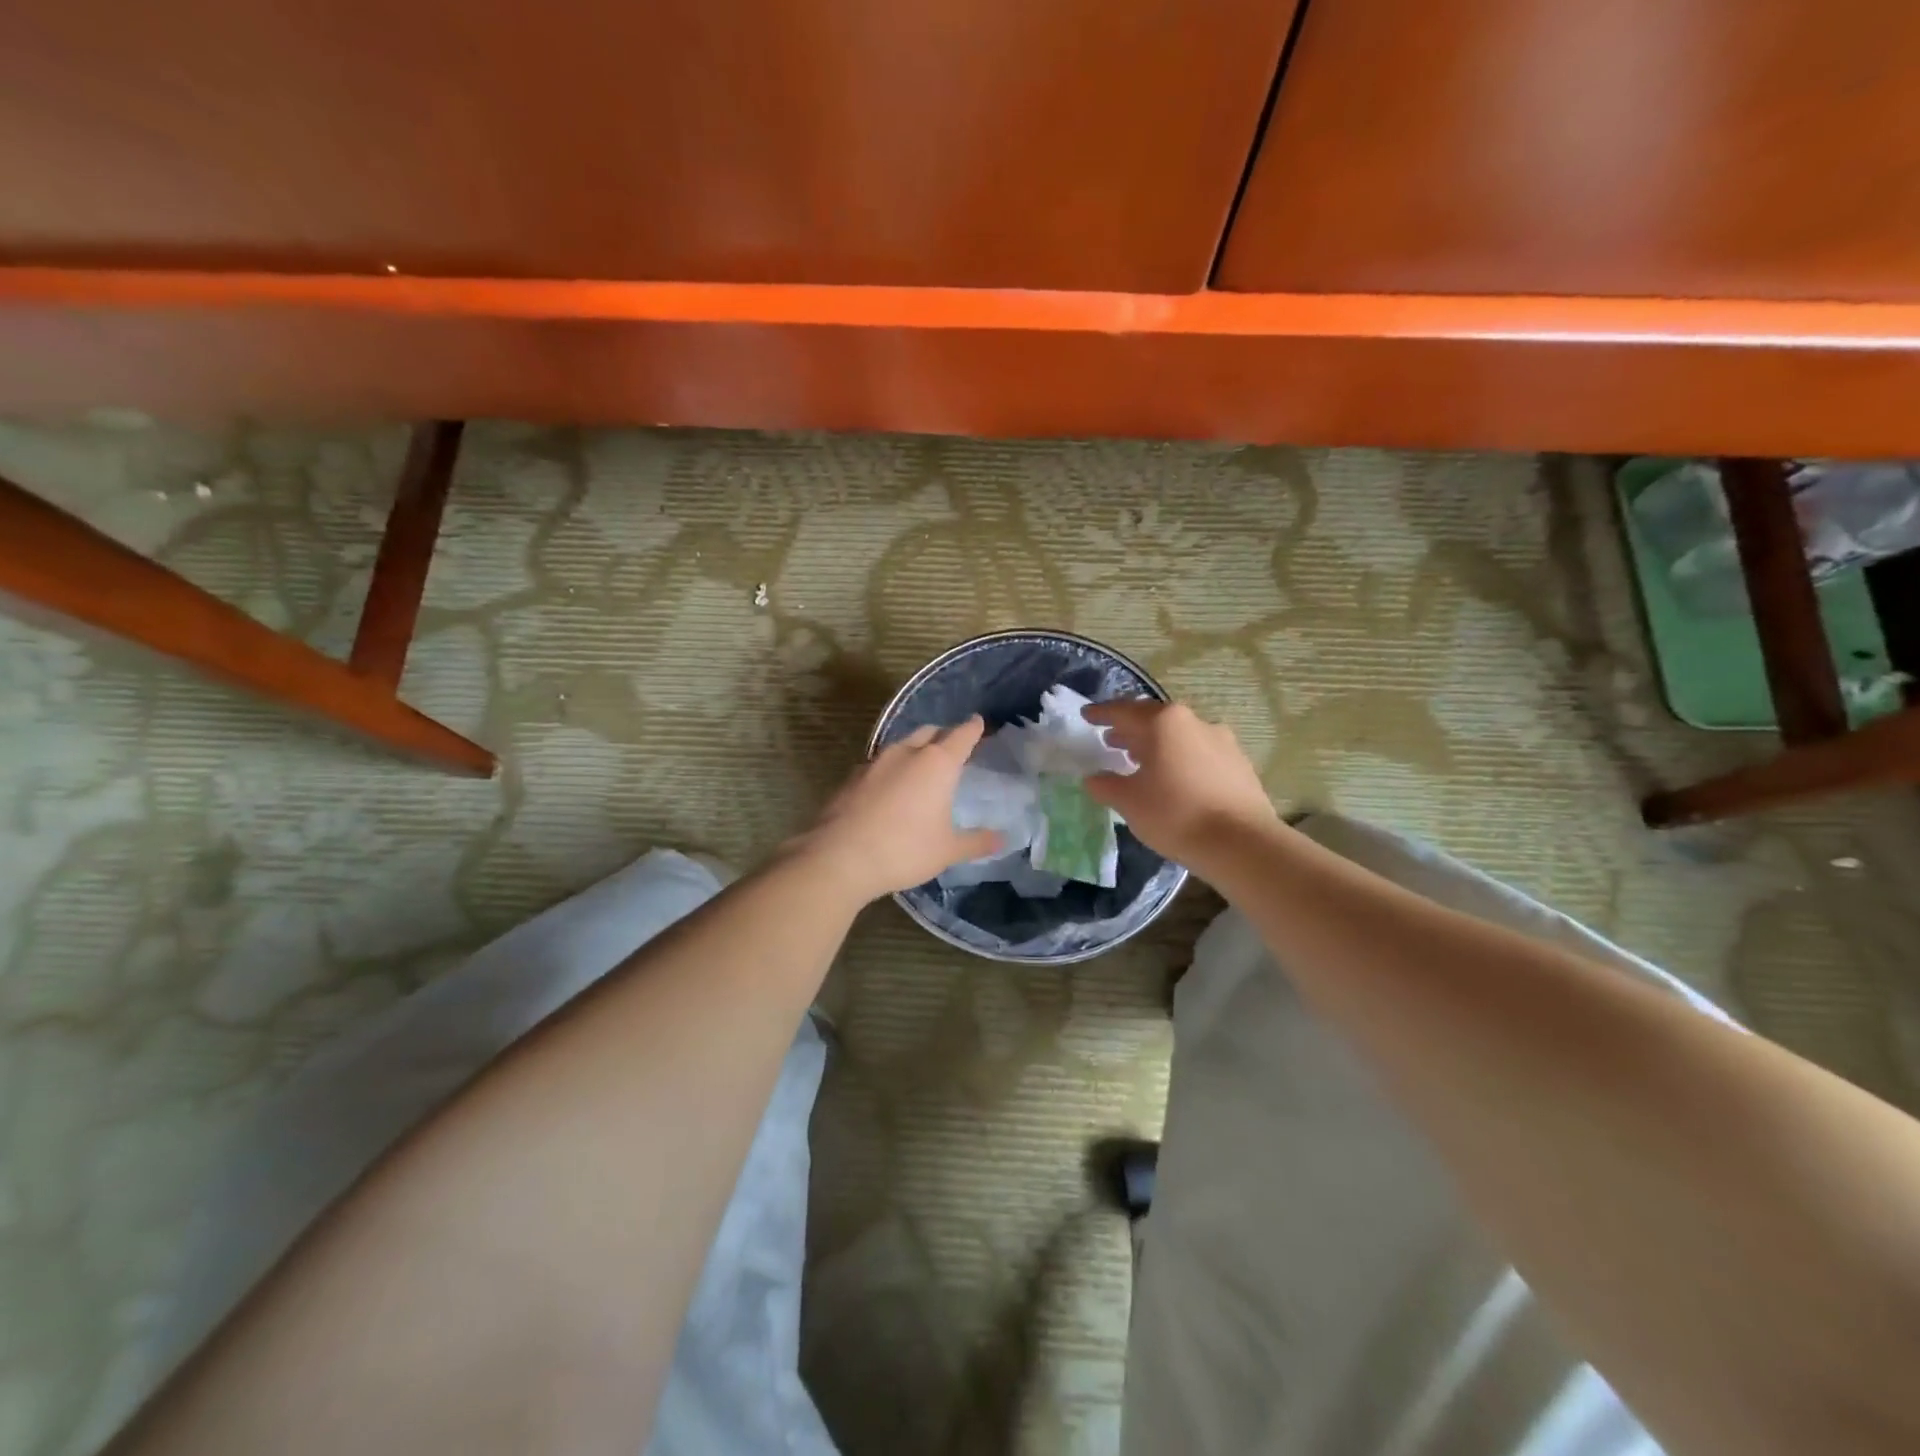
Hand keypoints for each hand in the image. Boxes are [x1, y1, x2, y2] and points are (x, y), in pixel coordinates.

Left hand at [795, 717, 1003, 903]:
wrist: (840, 857)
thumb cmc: (904, 850)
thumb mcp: (947, 850)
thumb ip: (976, 842)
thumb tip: (1002, 839)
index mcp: (937, 763)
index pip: (962, 735)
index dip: (973, 728)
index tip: (979, 723)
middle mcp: (906, 753)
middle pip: (930, 732)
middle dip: (944, 735)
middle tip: (953, 747)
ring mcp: (875, 762)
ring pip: (902, 745)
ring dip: (915, 750)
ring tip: (922, 767)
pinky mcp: (851, 777)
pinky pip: (879, 764)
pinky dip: (891, 769)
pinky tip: (890, 788)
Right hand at [1083, 700, 1276, 867]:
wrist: (1242, 843)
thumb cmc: (1175, 814)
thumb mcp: (1129, 802)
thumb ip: (1106, 785)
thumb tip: (1093, 778)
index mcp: (1163, 723)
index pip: (1123, 711)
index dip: (1101, 714)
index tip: (1087, 715)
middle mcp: (1193, 722)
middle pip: (1154, 719)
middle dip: (1130, 728)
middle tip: (1111, 739)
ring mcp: (1221, 741)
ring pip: (1179, 735)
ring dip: (1156, 744)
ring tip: (1140, 760)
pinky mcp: (1238, 763)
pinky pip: (1199, 752)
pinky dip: (1180, 758)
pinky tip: (1174, 779)